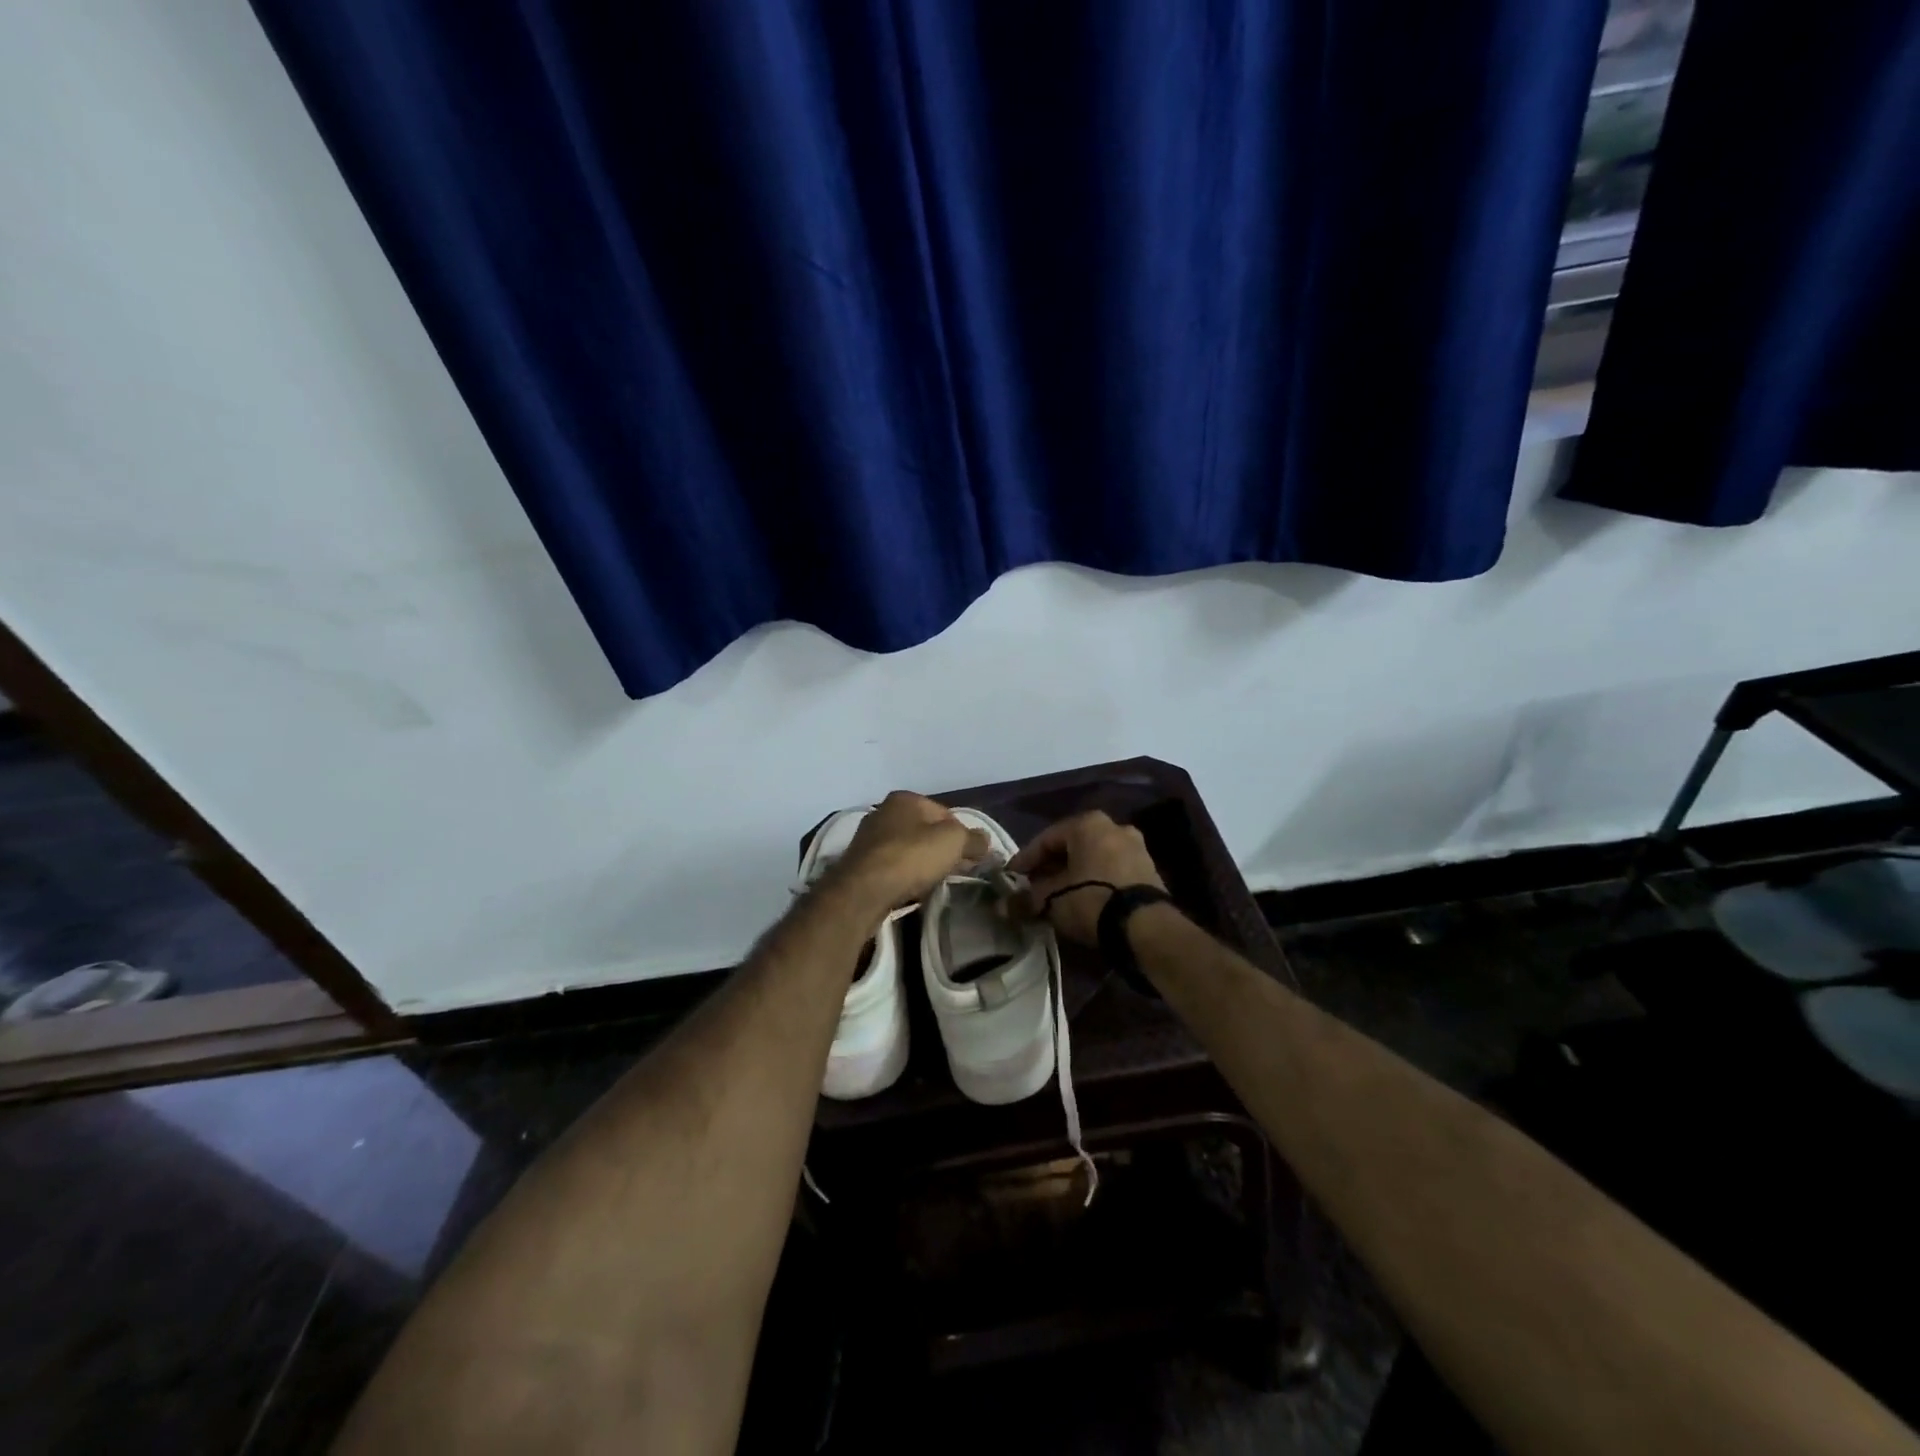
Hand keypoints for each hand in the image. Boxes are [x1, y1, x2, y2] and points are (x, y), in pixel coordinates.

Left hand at [827, 791, 987, 917]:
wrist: (864, 890)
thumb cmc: (911, 857)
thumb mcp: (953, 843)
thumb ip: (973, 838)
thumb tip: (985, 839)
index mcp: (905, 798)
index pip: (945, 813)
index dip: (962, 835)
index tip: (970, 857)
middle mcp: (883, 811)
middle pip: (924, 830)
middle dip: (940, 849)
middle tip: (954, 870)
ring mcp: (868, 837)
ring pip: (907, 848)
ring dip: (921, 863)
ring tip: (933, 882)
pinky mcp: (858, 862)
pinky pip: (891, 865)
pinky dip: (903, 874)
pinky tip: (910, 888)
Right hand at [1009, 811, 1166, 945]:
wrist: (1145, 927)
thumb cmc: (1090, 900)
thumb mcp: (1051, 900)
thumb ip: (1025, 899)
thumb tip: (1001, 906)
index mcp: (1088, 823)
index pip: (1046, 839)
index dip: (1025, 859)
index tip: (1012, 877)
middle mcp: (1114, 827)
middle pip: (1071, 847)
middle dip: (1050, 867)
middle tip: (1033, 886)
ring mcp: (1136, 848)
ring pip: (1093, 858)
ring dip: (1073, 874)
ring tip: (1056, 896)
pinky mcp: (1149, 870)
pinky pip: (1111, 871)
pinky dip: (1094, 881)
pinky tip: (1082, 900)